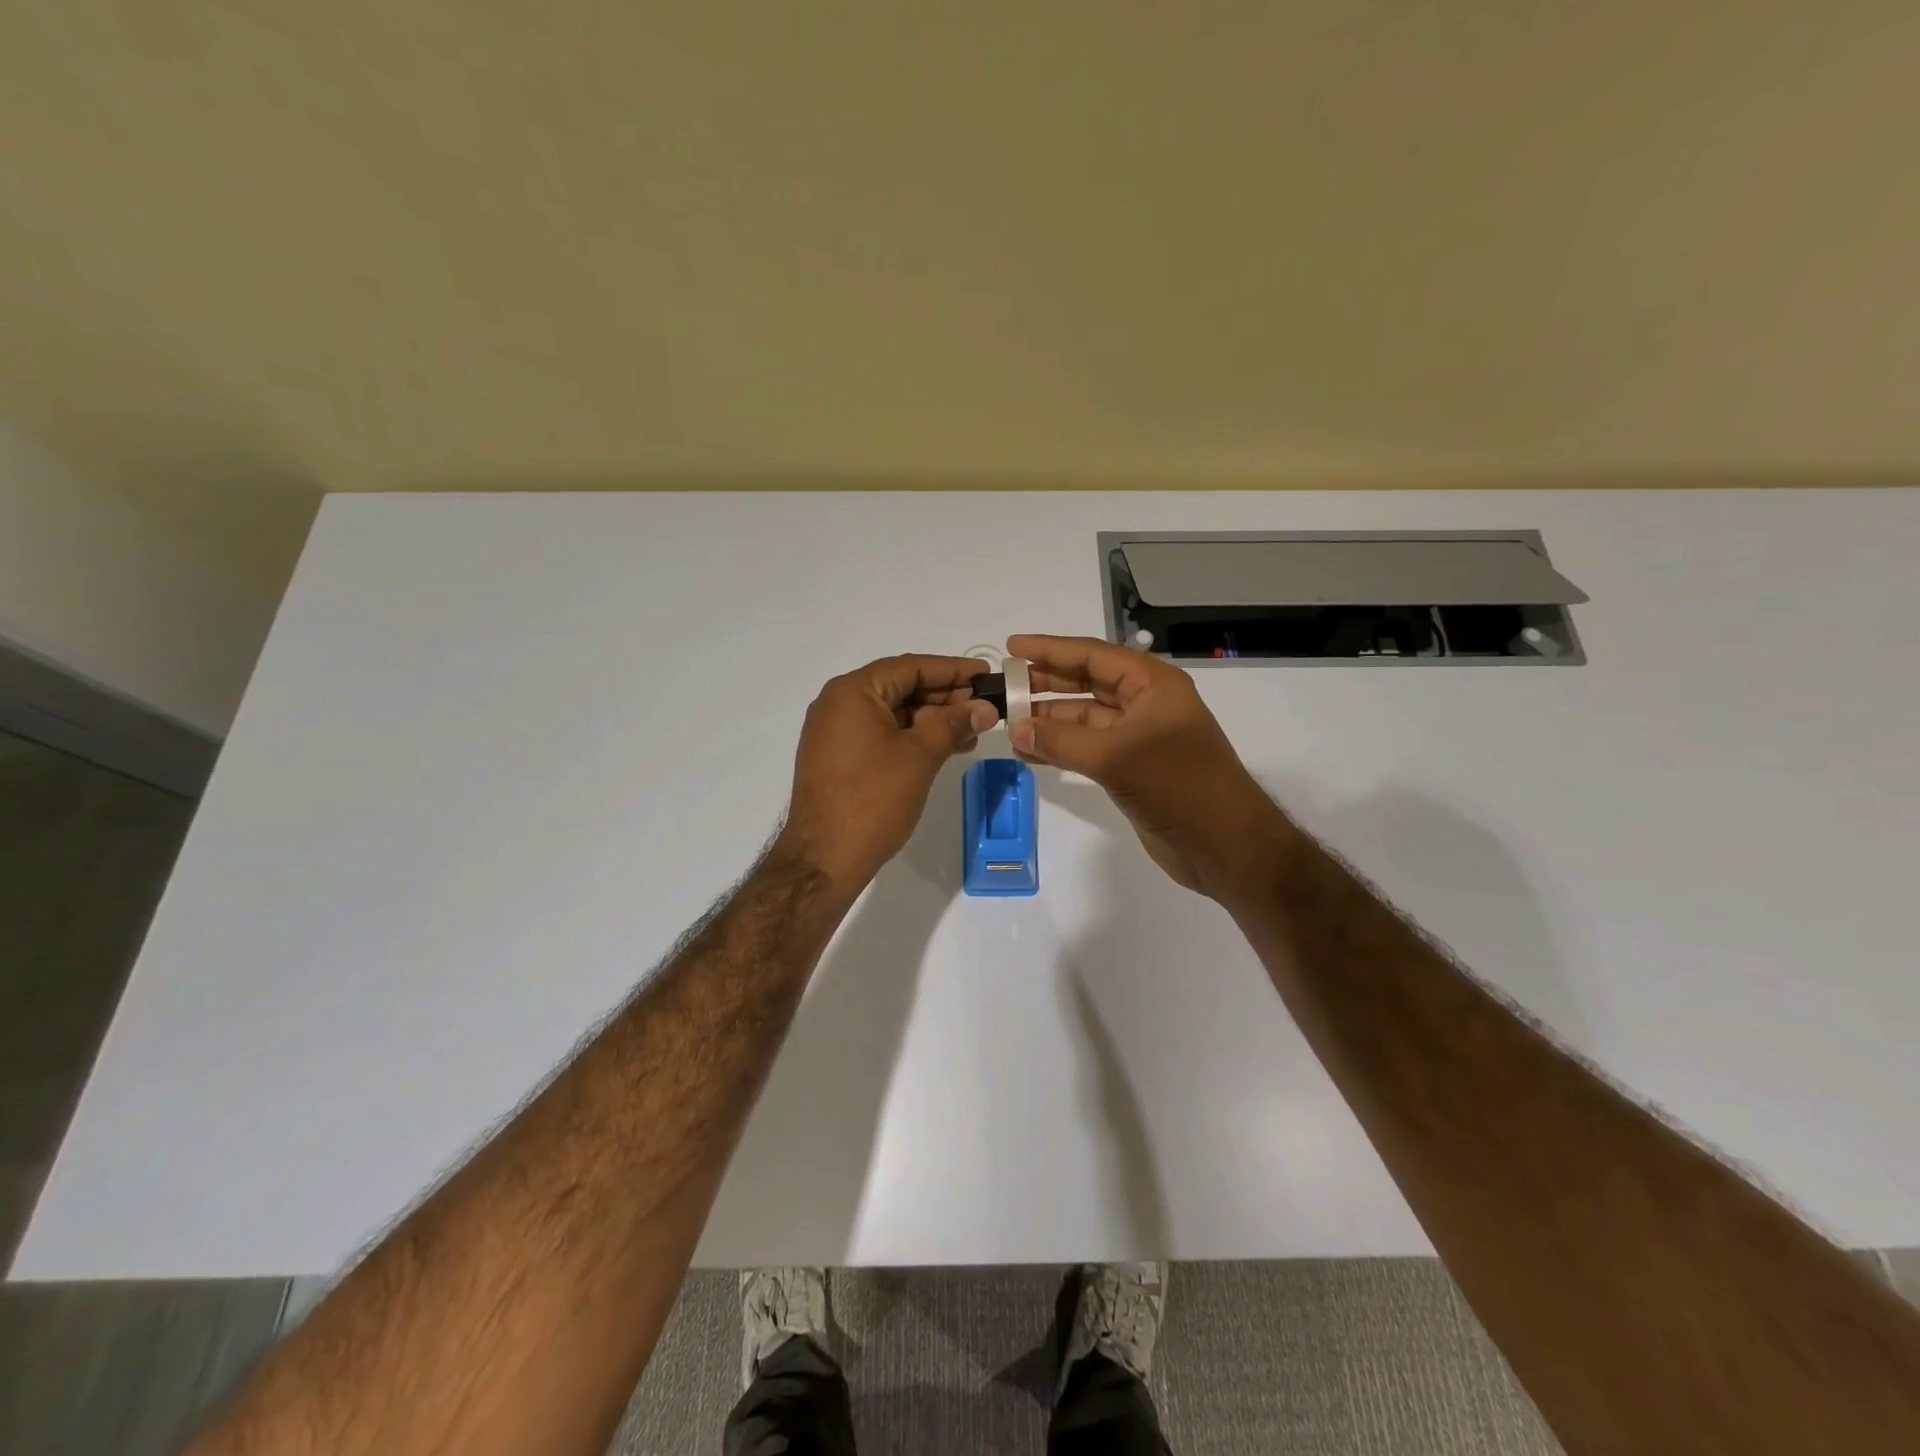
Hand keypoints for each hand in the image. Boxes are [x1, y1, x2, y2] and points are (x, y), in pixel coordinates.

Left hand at [776, 654, 996, 895]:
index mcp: (853, 692)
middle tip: (984, 706)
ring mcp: (836, 732)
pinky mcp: (839, 758)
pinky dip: (913, 737)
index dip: (952, 670)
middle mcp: (838, 704)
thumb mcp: (919, 755)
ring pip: (893, 713)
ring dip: (932, 719)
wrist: (824, 859)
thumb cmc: (873, 799)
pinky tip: (944, 747)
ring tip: (972, 731)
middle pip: (900, 687)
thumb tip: (984, 706)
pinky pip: (881, 734)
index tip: (987, 674)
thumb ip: (952, 723)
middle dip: (945, 697)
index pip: (910, 667)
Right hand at [1005, 635, 1293, 901]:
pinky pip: (1087, 747)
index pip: (1093, 655)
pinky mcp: (1131, 768)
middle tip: (1003, 686)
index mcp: (1152, 684)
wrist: (1224, 846)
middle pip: (1087, 682)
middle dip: (1046, 683)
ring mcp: (1139, 737)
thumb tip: (1015, 729)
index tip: (1011, 647)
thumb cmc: (1178, 786)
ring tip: (1008, 722)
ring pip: (1084, 717)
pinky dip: (1060, 747)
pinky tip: (1030, 752)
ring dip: (1049, 719)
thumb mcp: (1115, 757)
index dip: (1051, 649)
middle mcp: (1145, 703)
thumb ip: (1061, 741)